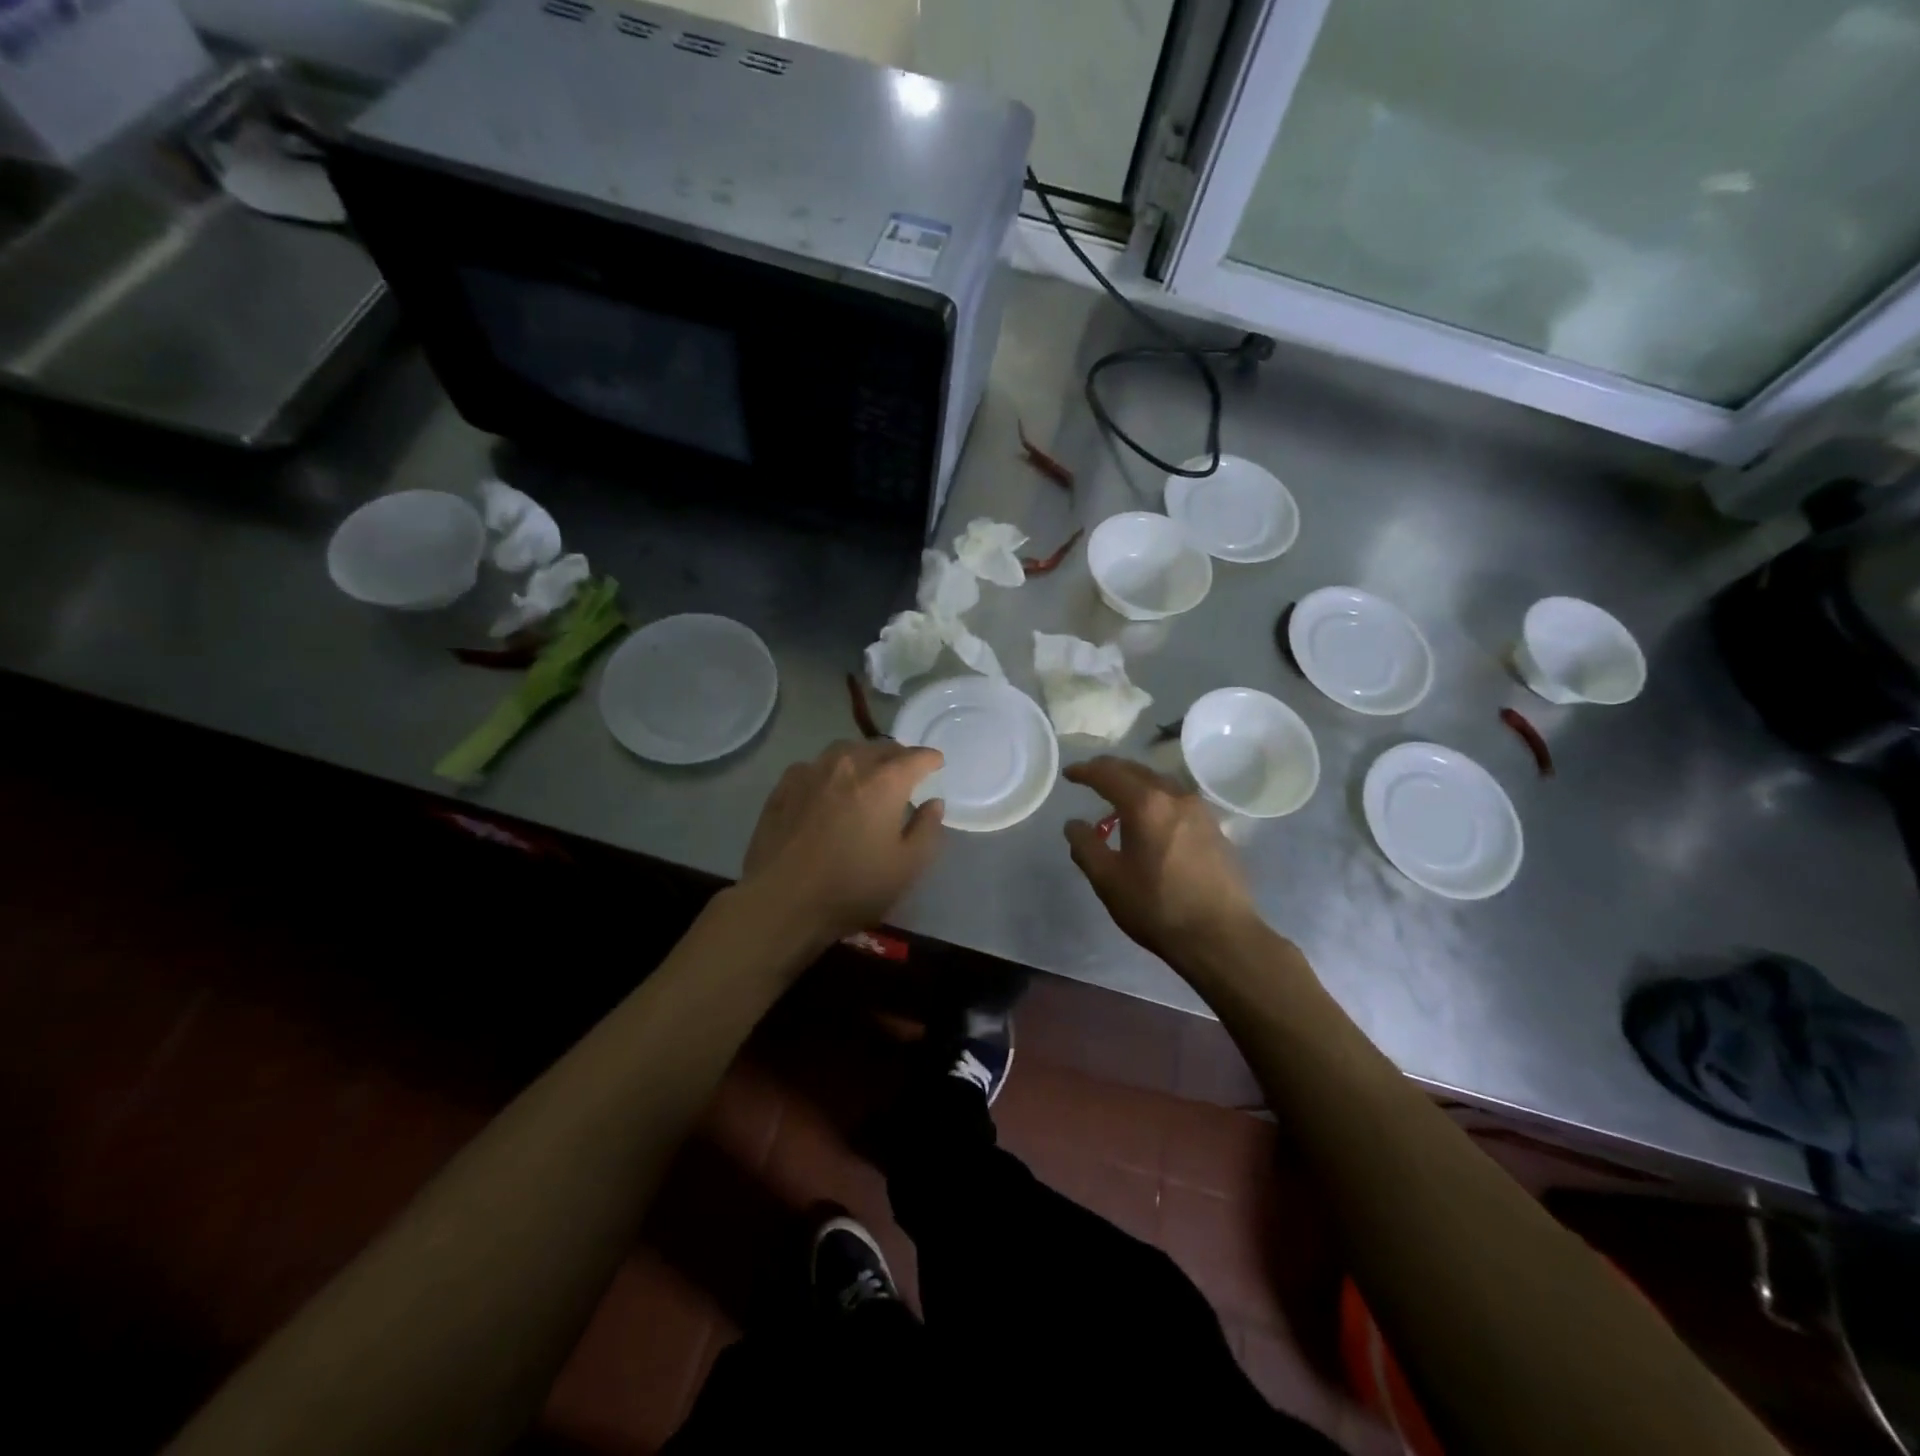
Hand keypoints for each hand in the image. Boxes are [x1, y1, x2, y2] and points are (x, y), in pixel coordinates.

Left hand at [740, 739, 945, 947]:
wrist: (781, 900)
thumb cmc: (852, 887)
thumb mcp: (906, 868)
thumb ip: (927, 830)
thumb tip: (933, 803)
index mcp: (884, 782)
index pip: (915, 757)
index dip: (930, 759)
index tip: (936, 764)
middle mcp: (849, 765)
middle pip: (880, 747)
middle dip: (898, 756)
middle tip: (904, 772)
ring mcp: (812, 771)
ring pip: (845, 750)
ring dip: (863, 757)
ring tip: (866, 775)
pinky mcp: (784, 786)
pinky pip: (815, 765)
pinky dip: (830, 770)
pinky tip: (827, 789)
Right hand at [1063, 757, 1264, 967]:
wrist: (1221, 936)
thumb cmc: (1157, 907)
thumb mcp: (1108, 880)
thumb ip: (1085, 846)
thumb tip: (1074, 824)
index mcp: (1145, 805)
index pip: (1108, 774)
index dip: (1085, 771)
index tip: (1069, 773)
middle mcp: (1175, 797)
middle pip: (1137, 771)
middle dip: (1111, 770)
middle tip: (1091, 775)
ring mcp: (1200, 811)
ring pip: (1161, 783)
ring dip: (1136, 782)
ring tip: (1120, 796)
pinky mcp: (1215, 829)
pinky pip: (1177, 800)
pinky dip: (1157, 798)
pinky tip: (1152, 819)